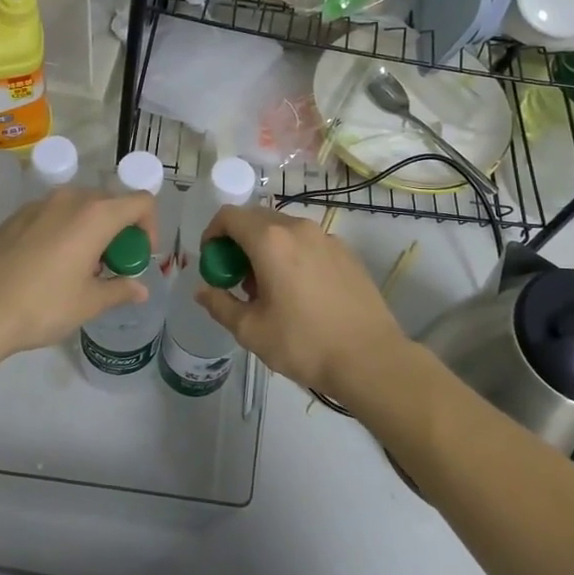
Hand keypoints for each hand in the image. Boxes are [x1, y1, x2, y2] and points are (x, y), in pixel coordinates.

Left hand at [0, 186, 158, 358]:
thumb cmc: (42, 305)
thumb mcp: (88, 303)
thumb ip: (120, 290)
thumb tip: (140, 290)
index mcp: (95, 215)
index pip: (141, 202)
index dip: (150, 227)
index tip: (140, 257)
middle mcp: (69, 199)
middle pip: (110, 202)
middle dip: (120, 230)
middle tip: (113, 265)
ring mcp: (38, 204)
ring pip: (79, 207)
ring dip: (92, 229)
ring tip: (82, 266)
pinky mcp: (16, 216)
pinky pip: (53, 214)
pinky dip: (65, 230)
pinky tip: (50, 264)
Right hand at [195, 206, 408, 399]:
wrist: (370, 358)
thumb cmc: (304, 343)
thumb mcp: (251, 330)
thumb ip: (220, 304)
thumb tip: (203, 290)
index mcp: (270, 241)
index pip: (229, 216)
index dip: (212, 234)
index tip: (212, 263)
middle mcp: (298, 228)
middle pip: (256, 219)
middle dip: (239, 243)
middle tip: (237, 279)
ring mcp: (326, 238)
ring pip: (284, 231)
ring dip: (266, 249)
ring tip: (269, 290)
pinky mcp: (346, 252)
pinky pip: (308, 243)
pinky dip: (293, 255)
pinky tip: (300, 293)